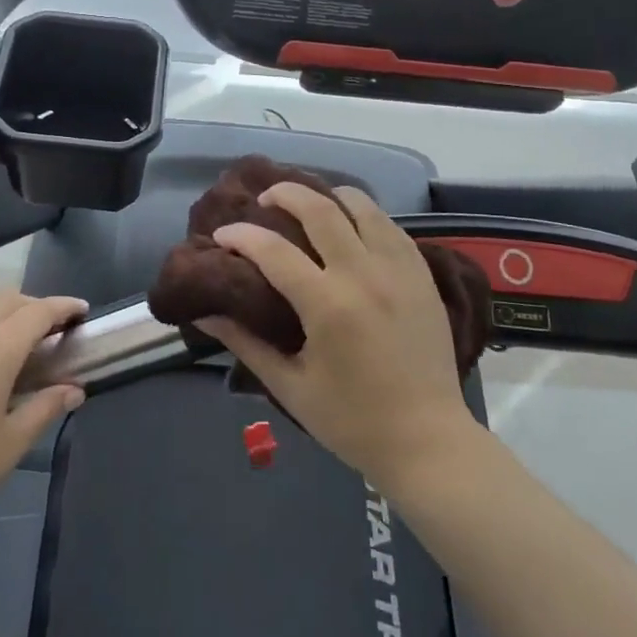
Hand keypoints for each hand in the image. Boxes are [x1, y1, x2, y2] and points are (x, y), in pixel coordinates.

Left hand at [0, 291, 87, 535]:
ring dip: (8, 313)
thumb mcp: (10, 444)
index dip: (64, 307)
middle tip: (54, 333)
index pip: (40, 310)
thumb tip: (74, 390)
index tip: (83, 312)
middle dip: (37, 306)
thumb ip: (45, 409)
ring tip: (21, 346)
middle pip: (10, 298)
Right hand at [198, 183, 476, 490]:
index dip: (240, 236)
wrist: (429, 442)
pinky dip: (363, 215)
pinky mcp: (422, 275)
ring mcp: (399, 270)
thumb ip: (245, 344)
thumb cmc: (353, 421)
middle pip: (320, 209)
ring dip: (328, 196)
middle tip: (264, 200)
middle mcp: (364, 275)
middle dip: (285, 194)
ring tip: (308, 204)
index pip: (273, 251)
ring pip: (361, 206)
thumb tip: (206, 313)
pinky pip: (390, 226)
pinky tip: (350, 226)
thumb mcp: (290, 387)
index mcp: (328, 306)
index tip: (221, 235)